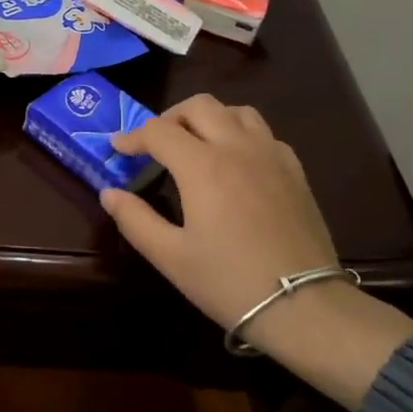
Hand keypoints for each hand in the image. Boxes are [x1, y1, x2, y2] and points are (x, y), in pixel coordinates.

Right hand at [99, 95, 337, 327]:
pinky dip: (241, 134)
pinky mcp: (295, 171)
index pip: (158, 131)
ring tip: (195, 144)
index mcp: (203, 166)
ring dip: (209, 118)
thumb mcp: (170, 257)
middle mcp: (237, 148)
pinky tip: (236, 162)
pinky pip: (264, 133)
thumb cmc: (228, 281)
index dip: (132, 137)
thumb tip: (110, 193)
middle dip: (170, 117)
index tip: (117, 149)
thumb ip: (135, 219)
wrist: (302, 305)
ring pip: (236, 111)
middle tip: (155, 144)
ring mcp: (271, 155)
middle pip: (199, 106)